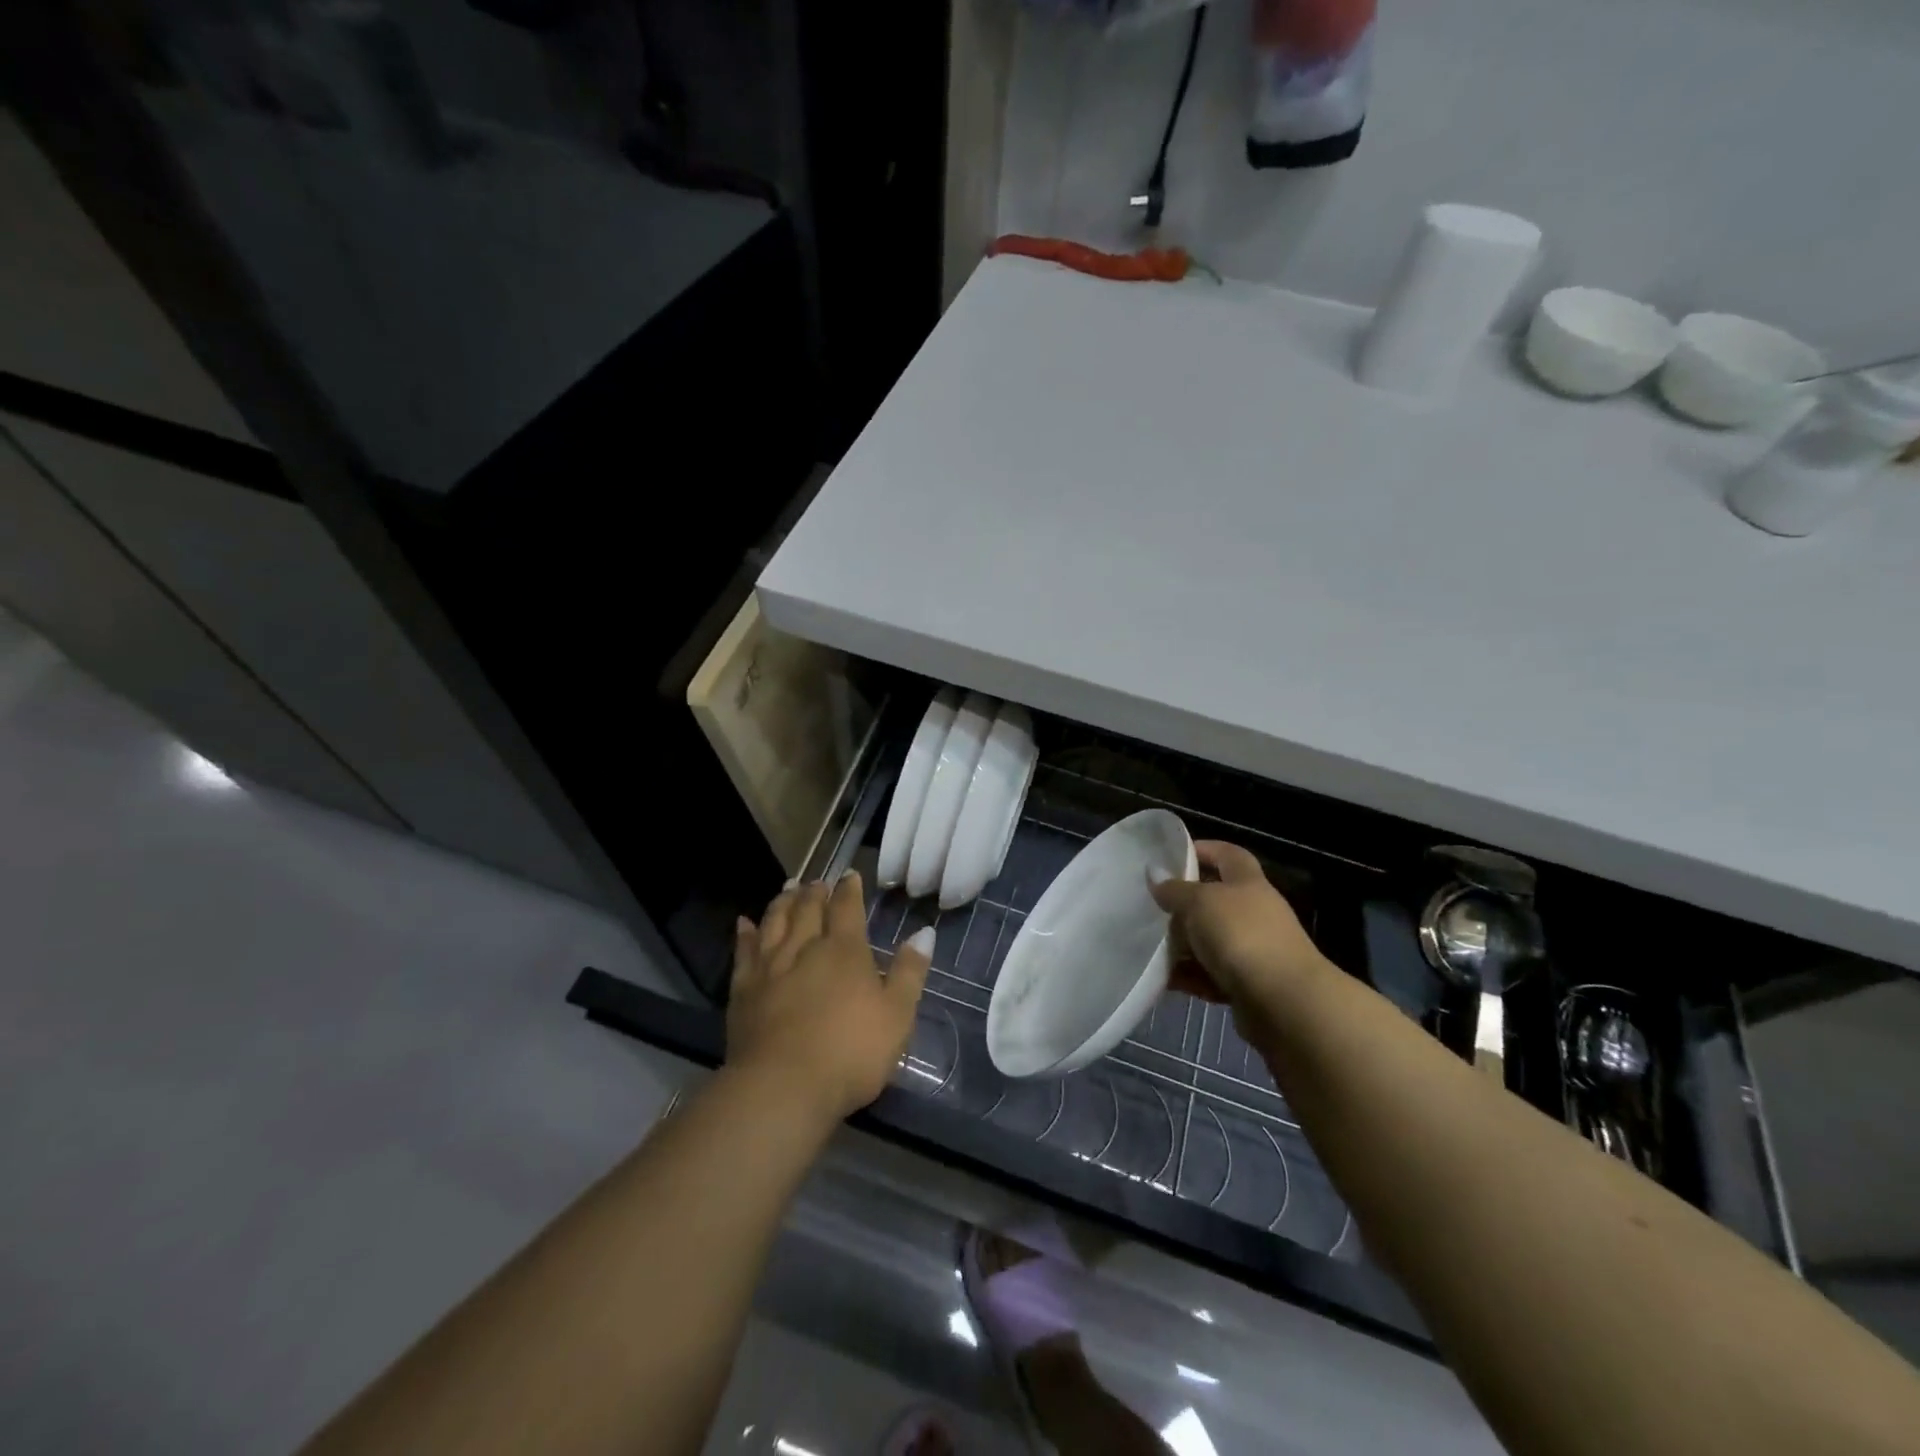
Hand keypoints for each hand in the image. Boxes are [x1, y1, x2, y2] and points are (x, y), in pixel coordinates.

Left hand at [727, 872, 932, 1124]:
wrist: (783, 1087)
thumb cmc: (850, 1052)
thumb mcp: (897, 1015)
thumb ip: (909, 972)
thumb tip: (924, 932)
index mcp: (844, 951)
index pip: (847, 908)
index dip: (849, 890)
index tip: (849, 875)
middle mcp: (805, 948)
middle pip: (808, 909)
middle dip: (814, 892)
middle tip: (816, 881)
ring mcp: (770, 967)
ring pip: (775, 922)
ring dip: (782, 902)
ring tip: (788, 888)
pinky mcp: (743, 990)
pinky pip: (743, 951)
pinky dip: (745, 934)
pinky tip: (744, 923)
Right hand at [1149, 841, 1329, 1037]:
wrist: (1284, 1003)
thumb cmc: (1242, 936)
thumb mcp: (1200, 903)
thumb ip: (1174, 889)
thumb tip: (1154, 872)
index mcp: (1248, 884)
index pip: (1229, 855)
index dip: (1204, 850)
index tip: (1173, 856)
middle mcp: (1254, 914)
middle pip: (1215, 901)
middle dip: (1183, 904)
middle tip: (1151, 906)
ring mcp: (1253, 951)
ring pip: (1210, 941)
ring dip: (1183, 945)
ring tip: (1149, 946)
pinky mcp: (1247, 986)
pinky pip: (1210, 976)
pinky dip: (1189, 977)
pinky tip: (1164, 979)